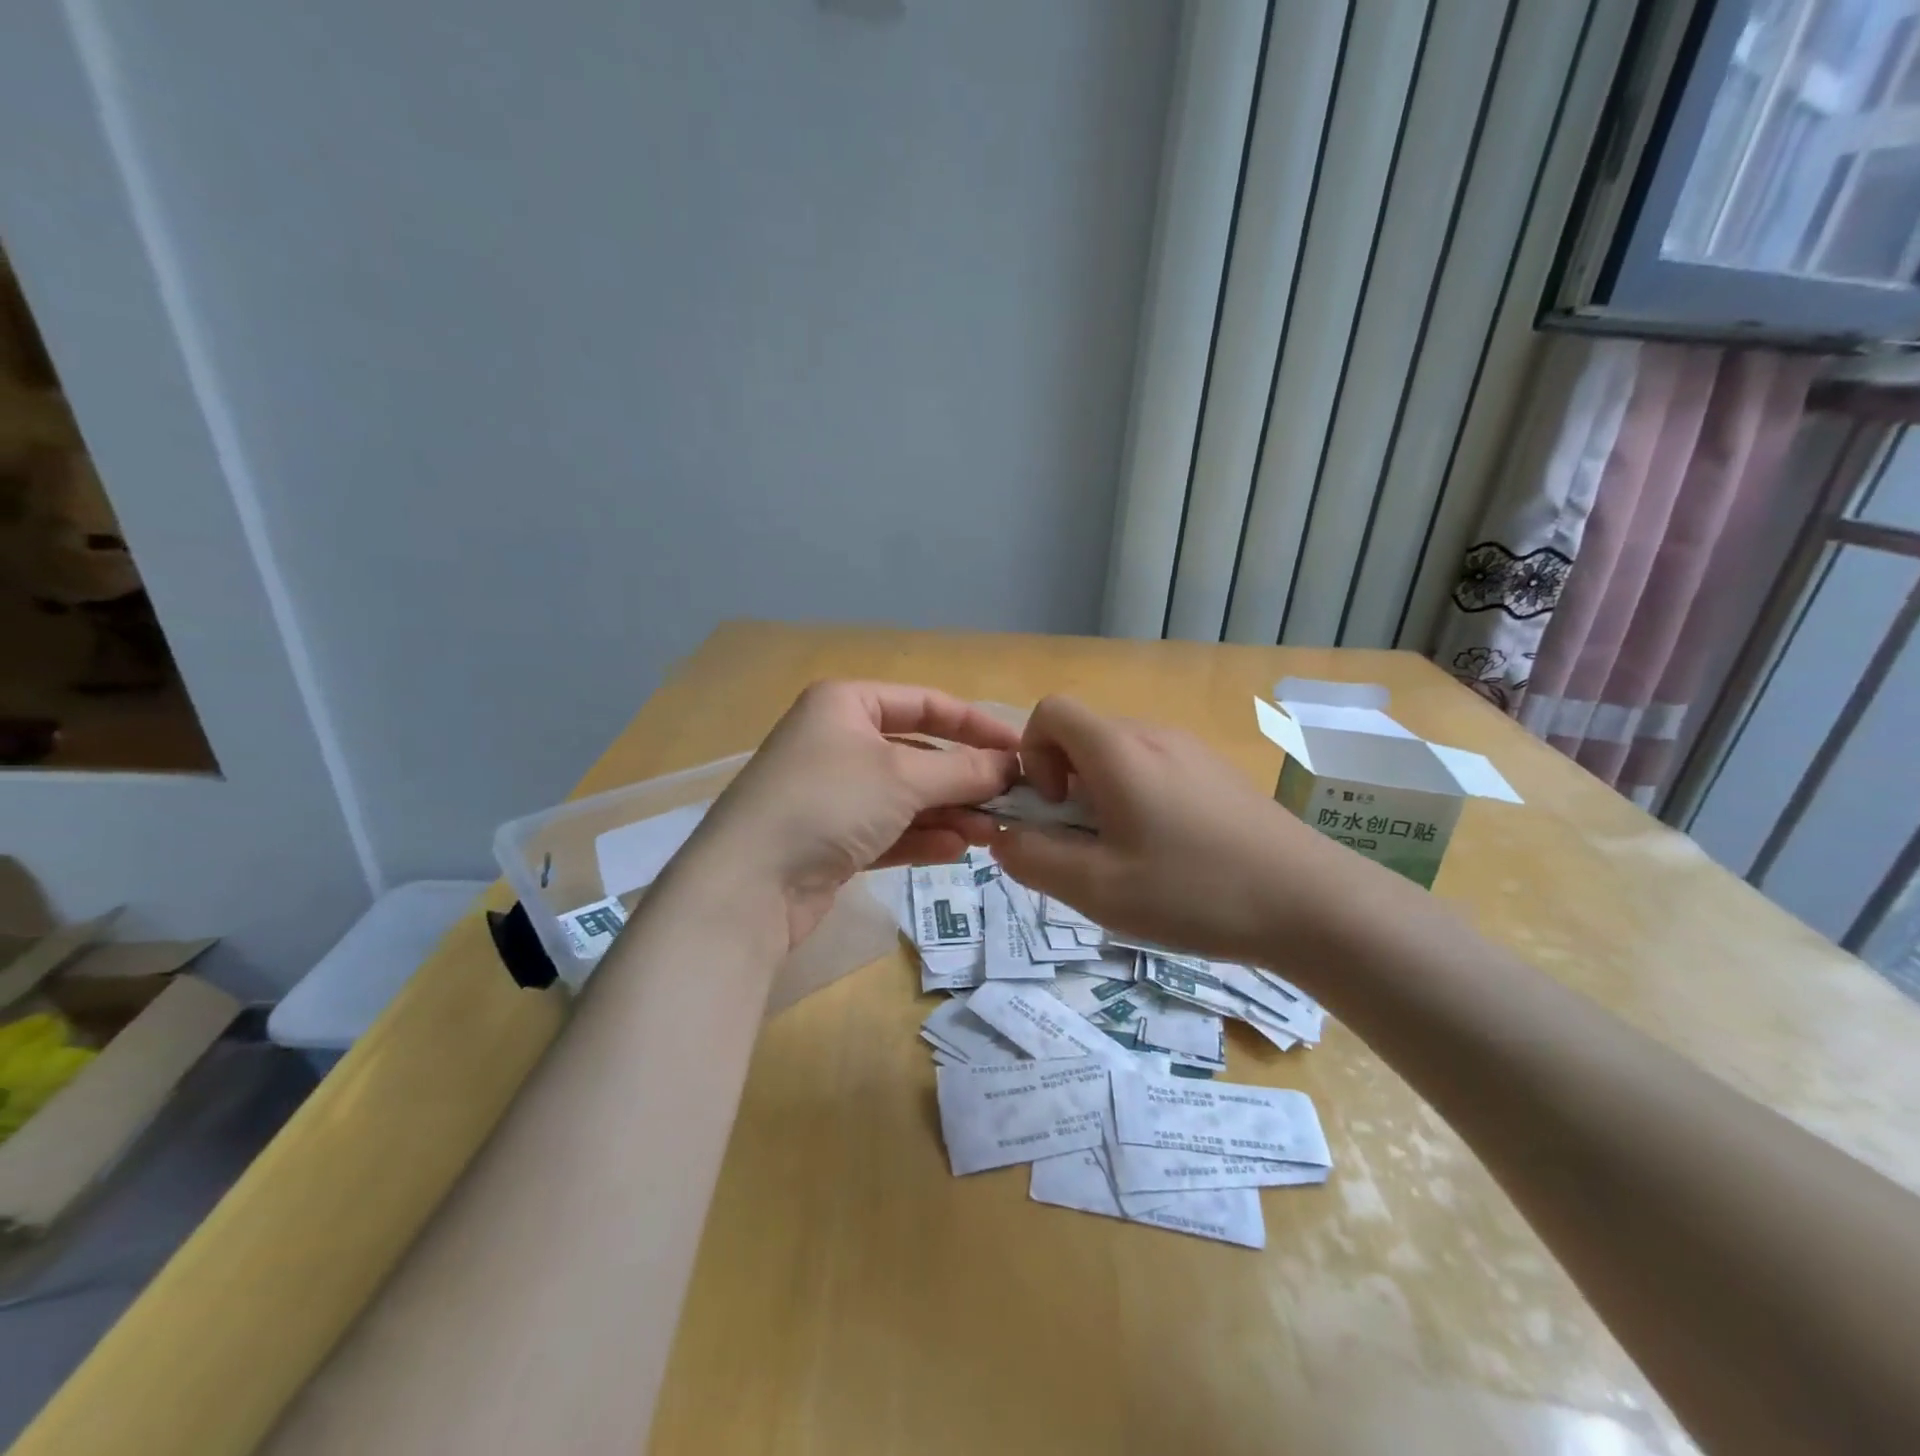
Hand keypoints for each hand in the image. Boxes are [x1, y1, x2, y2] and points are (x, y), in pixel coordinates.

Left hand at [684, 681, 1019, 944]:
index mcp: (846, 704)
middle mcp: (837, 741)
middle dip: (964, 779)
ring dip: (949, 812)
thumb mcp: (903, 778)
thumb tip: (1010, 766)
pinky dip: (921, 837)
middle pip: (918, 754)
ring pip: (905, 796)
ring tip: (992, 834)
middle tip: (1011, 803)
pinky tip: (957, 849)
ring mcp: (832, 793)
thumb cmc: (828, 803)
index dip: (976, 726)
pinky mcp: (830, 839)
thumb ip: (963, 770)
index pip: (926, 704)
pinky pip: (887, 829)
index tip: (1021, 750)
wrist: (748, 884)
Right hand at [992, 695, 1362, 963]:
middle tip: (1085, 846)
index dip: (1032, 753)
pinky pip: (1156, 770)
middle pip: (1084, 737)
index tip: (1054, 807)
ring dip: (1102, 796)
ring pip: (1120, 757)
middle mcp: (1154, 735)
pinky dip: (1138, 800)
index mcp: (1119, 751)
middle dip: (1065, 785)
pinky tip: (1170, 855)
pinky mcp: (1218, 773)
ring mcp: (1192, 751)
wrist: (1313, 903)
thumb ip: (1034, 860)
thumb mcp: (1098, 889)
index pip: (1051, 711)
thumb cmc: (1196, 891)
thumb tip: (1003, 838)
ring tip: (1127, 857)